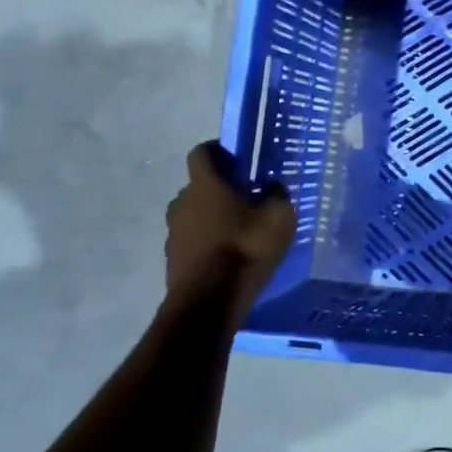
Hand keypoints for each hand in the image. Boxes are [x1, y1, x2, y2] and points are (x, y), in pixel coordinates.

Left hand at [165, 141, 296, 329]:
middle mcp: (182, 202)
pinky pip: (192, 239)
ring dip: (212, 217)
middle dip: (220, 189)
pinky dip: (207, 241)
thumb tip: (272, 186)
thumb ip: (277, 195)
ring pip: (194, 214)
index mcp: (205, 185)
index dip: (218, 151)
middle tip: (247, 199)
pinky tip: (229, 256)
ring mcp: (173, 232)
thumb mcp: (279, 217)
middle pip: (199, 186)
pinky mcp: (172, 258)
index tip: (237, 160)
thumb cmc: (245, 248)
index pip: (202, 152)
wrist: (209, 301)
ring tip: (239, 231)